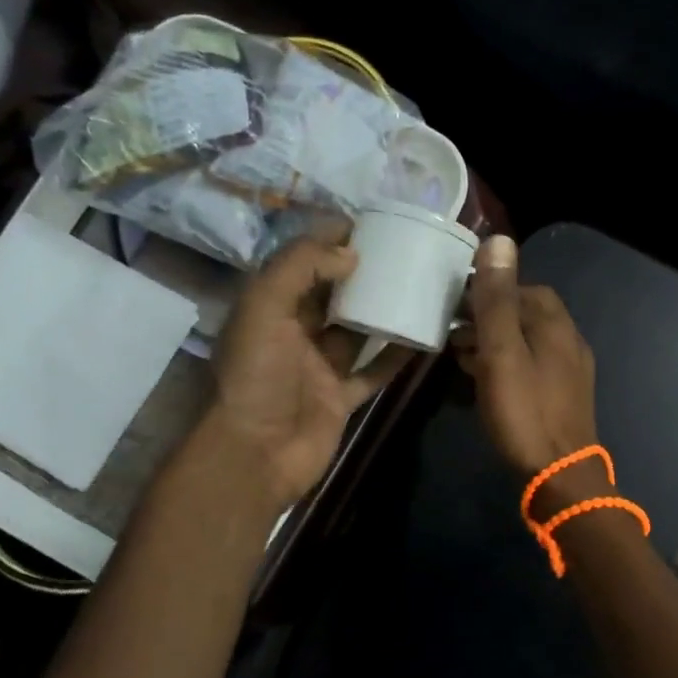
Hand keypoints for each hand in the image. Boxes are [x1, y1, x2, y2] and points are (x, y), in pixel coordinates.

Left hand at [196, 228, 406, 510]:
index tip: (370, 224)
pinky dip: (395, 357)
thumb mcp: (265, 307)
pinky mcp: (340, 398)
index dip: (330, 240)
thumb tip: (350, 253)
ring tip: (418, 288)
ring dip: (382, 312)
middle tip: (402, 252)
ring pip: (356, 332)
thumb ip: (301, 269)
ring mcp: (318, 368)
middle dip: (361, 272)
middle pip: (332, 294)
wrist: (254, 454)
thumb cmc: (255, 376)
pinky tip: (423, 338)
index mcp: (269, 308)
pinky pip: (372, 371)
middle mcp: (293, 333)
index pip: (301, 262)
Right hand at [453, 236, 598, 481]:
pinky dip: (508, 364)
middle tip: (453, 330)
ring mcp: (571, 371)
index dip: (490, 289)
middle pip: (527, 314)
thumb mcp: (502, 352)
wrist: (560, 477)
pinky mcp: (565, 397)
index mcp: (555, 324)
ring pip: (528, 342)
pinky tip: (487, 381)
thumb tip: (498, 240)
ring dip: (496, 342)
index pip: (524, 288)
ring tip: (461, 355)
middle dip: (490, 316)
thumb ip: (497, 299)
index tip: (456, 302)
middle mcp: (569, 341)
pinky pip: (533, 367)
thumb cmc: (525, 412)